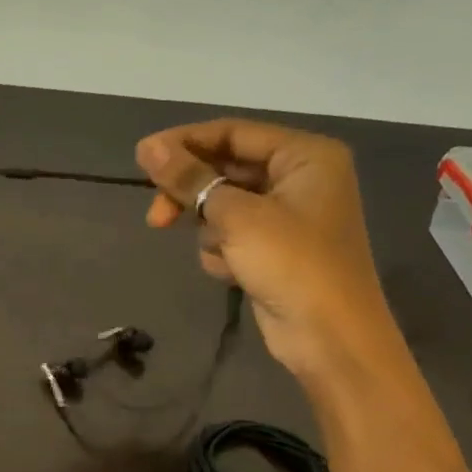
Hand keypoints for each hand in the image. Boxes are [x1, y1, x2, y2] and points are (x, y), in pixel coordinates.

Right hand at [136, 118, 398, 381]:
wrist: (329, 339)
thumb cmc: (291, 264)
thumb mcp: (235, 216)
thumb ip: (189, 178)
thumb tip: (146, 146)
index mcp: (305, 156)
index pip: (231, 132)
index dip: (184, 143)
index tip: (141, 158)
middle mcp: (299, 177)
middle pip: (223, 169)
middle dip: (192, 196)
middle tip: (156, 217)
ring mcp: (287, 214)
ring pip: (221, 203)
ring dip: (210, 228)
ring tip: (220, 253)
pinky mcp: (274, 247)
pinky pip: (231, 232)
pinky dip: (223, 249)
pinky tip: (232, 272)